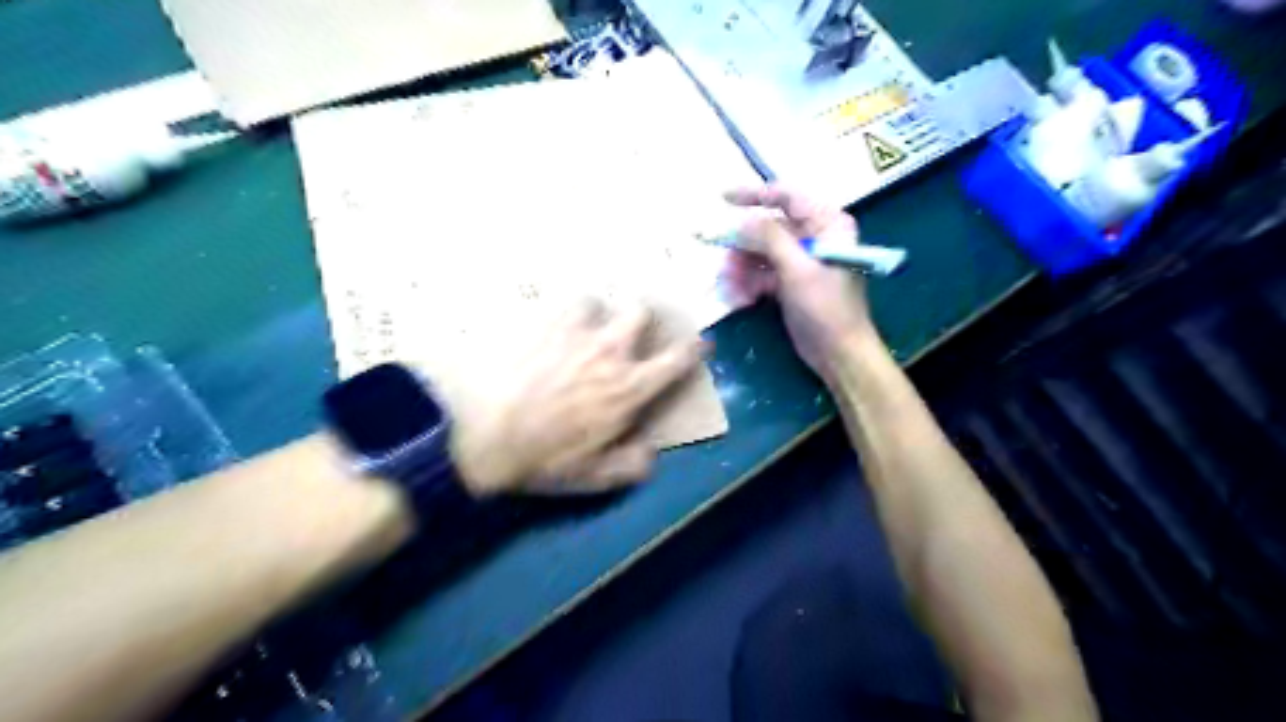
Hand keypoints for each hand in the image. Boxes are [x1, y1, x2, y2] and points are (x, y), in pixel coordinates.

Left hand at [449, 302, 702, 495]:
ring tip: (580, 327)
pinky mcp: (538, 323)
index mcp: (629, 387)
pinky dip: (557, 312)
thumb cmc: (543, 459)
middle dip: (642, 318)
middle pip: (641, 311)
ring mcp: (573, 331)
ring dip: (595, 313)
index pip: (676, 359)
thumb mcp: (595, 477)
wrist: (481, 435)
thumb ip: (632, 465)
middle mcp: (609, 350)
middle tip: (629, 332)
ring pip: (597, 300)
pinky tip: (545, 325)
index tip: (700, 342)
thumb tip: (651, 453)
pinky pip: (555, 303)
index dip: (694, 348)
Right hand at [722, 182, 873, 383]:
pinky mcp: (790, 284)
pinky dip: (748, 285)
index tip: (723, 198)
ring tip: (731, 292)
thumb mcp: (798, 270)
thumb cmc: (827, 309)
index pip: (787, 197)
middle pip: (767, 230)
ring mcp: (800, 262)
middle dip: (742, 248)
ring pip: (759, 254)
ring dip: (741, 271)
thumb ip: (769, 239)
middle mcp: (814, 238)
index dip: (754, 195)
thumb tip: (741, 220)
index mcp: (826, 225)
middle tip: (723, 267)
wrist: (839, 355)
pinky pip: (761, 275)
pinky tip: (740, 300)